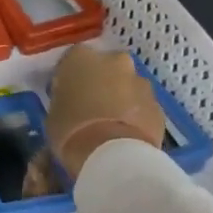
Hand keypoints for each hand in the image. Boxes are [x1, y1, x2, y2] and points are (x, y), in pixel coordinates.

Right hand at [45, 46, 165, 179]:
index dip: (69, 77)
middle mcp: (114, 60)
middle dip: (100, 82)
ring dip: (120, 97)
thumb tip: (71, 101)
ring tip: (110, 123)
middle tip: (90, 105)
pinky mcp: (158, 104)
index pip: (71, 60)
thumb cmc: (71, 131)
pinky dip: (134, 114)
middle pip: (106, 67)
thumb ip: (63, 98)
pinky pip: (141, 105)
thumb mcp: (53, 113)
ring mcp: (140, 81)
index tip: (65, 93)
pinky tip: (124, 134)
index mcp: (81, 58)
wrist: (113, 154)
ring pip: (127, 85)